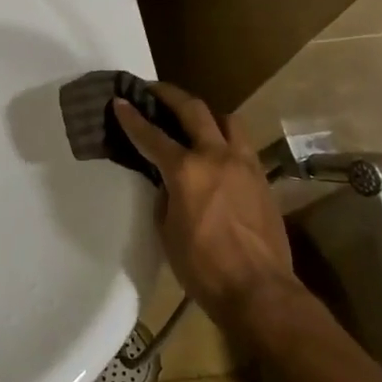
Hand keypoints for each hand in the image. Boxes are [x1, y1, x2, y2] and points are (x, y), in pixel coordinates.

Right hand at [112, 84, 294, 320]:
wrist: (259, 291)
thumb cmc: (202, 267)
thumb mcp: (167, 230)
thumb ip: (165, 195)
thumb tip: (169, 182)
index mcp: (186, 170)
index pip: (152, 136)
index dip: (132, 118)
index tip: (119, 101)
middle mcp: (217, 157)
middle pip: (193, 110)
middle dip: (169, 95)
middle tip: (152, 90)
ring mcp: (245, 165)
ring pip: (227, 120)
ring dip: (206, 114)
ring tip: (193, 119)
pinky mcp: (262, 179)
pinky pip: (242, 145)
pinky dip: (225, 140)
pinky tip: (217, 153)